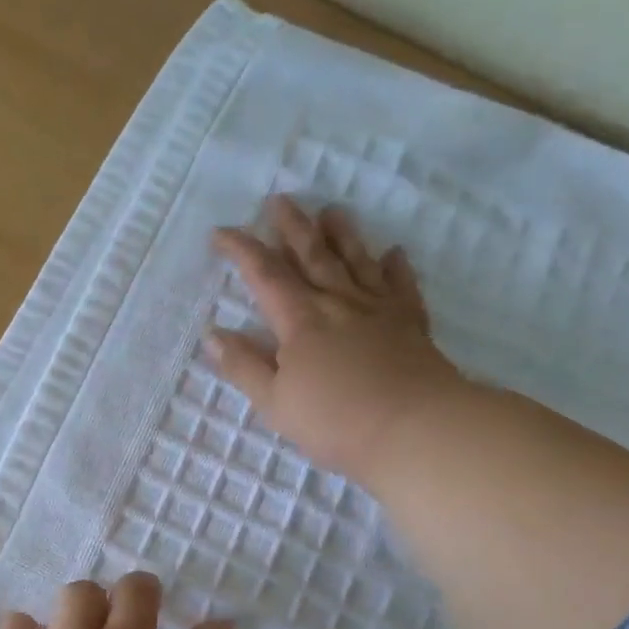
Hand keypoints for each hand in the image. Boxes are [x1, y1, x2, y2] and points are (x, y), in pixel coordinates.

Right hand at [208, 195, 465, 483]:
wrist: (415, 428)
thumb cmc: (335, 421)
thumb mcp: (275, 402)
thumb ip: (244, 366)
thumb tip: (213, 335)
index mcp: (300, 321)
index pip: (264, 275)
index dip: (241, 250)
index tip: (221, 232)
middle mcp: (339, 303)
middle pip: (312, 256)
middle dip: (292, 227)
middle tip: (280, 200)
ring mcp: (379, 310)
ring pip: (356, 262)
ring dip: (342, 235)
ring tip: (332, 211)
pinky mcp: (411, 324)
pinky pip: (401, 286)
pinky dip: (396, 267)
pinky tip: (393, 253)